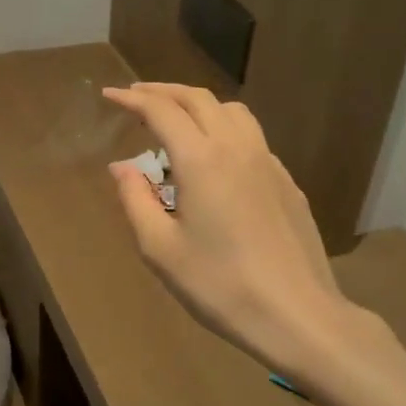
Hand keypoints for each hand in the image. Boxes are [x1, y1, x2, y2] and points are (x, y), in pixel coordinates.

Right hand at [102, 82, 356, 381]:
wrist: (296, 314)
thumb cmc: (219, 285)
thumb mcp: (160, 249)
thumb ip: (135, 200)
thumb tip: (122, 167)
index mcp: (201, 160)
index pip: (161, 111)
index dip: (132, 99)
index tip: (109, 95)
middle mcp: (236, 148)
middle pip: (198, 99)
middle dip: (163, 91)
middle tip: (136, 98)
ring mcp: (268, 162)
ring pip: (231, 111)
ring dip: (198, 105)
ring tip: (177, 121)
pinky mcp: (287, 182)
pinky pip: (251, 138)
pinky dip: (224, 130)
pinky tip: (215, 160)